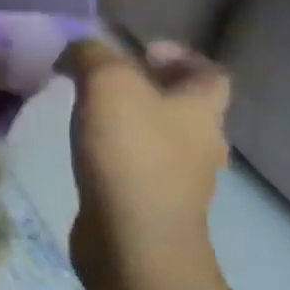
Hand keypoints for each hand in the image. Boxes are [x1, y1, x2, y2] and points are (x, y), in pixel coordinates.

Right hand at [58, 38, 230, 289]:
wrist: (133, 241)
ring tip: (90, 117)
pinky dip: (120, 157)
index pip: (210, 73)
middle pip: (185, 107)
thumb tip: (80, 48)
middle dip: (151, 90)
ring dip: (134, 125)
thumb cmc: (130, 155)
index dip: (181, 57)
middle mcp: (201, 143)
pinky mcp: (153, 208)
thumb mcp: (107, 85)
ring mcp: (181, 182)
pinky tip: (90, 156)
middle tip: (107, 82)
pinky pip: (140, 170)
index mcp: (201, 109)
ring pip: (163, 140)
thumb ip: (92, 56)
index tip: (141, 51)